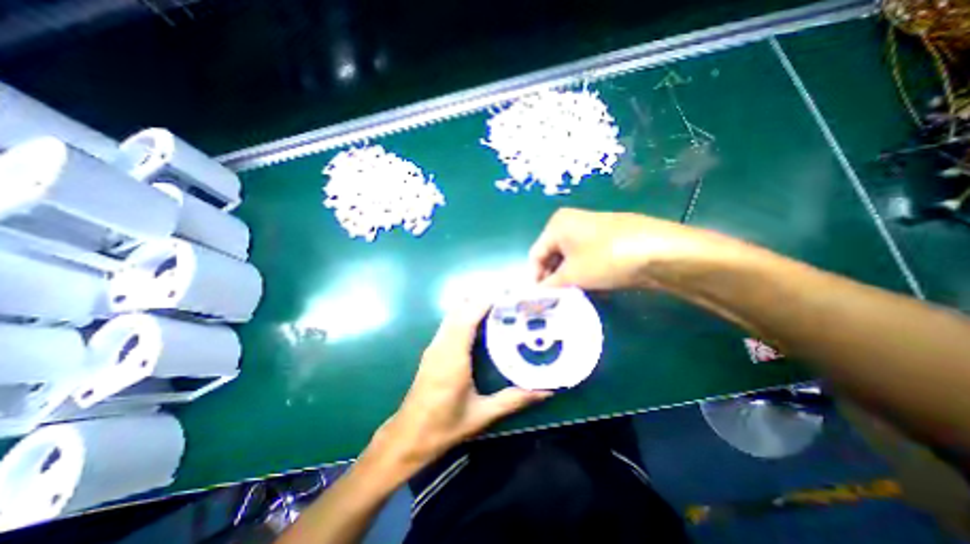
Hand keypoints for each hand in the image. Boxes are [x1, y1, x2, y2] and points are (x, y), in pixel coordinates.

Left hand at [371, 297, 552, 475]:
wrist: (409, 436)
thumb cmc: (444, 425)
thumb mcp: (482, 415)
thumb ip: (513, 400)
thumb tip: (545, 392)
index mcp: (453, 356)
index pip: (468, 318)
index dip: (485, 302)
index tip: (505, 294)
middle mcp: (441, 345)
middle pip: (459, 310)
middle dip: (481, 299)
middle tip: (506, 298)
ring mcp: (434, 346)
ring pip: (452, 315)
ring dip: (471, 306)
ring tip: (496, 306)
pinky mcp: (432, 351)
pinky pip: (449, 324)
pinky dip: (463, 316)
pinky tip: (478, 323)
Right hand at [531, 208, 735, 290]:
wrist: (659, 251)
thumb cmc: (605, 258)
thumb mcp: (572, 275)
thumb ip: (549, 286)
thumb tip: (534, 296)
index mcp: (557, 224)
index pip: (536, 255)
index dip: (535, 278)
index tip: (537, 300)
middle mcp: (571, 222)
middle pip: (553, 256)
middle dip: (553, 279)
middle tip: (555, 301)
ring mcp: (591, 228)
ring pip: (570, 258)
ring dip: (569, 278)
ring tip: (574, 297)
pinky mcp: (607, 237)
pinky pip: (586, 257)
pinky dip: (584, 272)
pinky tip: (592, 287)